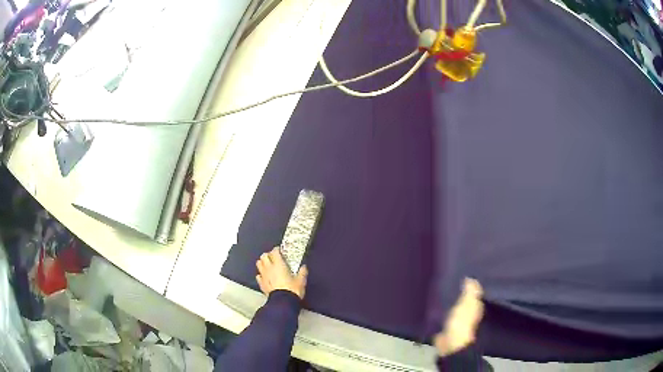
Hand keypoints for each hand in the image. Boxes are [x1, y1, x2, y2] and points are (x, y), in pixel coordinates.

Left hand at [256, 247, 307, 298]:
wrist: (283, 302)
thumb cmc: (292, 290)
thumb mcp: (301, 281)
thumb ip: (302, 272)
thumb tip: (304, 267)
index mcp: (279, 265)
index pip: (274, 252)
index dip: (276, 250)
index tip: (279, 250)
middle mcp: (269, 268)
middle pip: (264, 256)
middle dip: (268, 255)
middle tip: (273, 257)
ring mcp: (264, 276)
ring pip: (258, 264)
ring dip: (262, 263)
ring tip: (267, 265)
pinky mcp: (261, 284)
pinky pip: (258, 276)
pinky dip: (261, 274)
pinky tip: (265, 277)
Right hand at [434, 278, 483, 356]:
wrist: (450, 343)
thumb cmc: (462, 321)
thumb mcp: (467, 302)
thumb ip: (470, 290)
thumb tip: (471, 277)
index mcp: (476, 306)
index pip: (474, 292)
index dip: (470, 284)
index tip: (462, 274)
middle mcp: (468, 313)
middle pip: (464, 300)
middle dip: (458, 292)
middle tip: (449, 280)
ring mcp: (457, 321)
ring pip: (454, 307)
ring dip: (449, 302)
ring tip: (440, 291)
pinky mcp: (445, 327)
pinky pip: (444, 316)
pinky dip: (441, 311)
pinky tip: (435, 305)